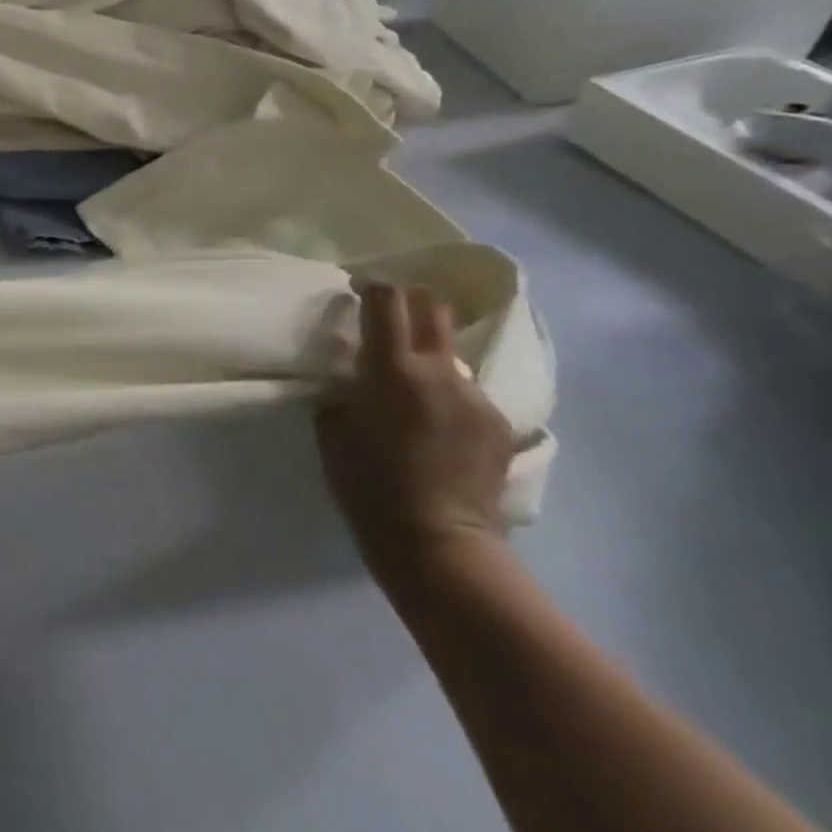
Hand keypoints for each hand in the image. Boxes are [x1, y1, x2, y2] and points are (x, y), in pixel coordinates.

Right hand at [316, 284, 513, 584]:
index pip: (387, 301)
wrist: (438, 544)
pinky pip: (467, 393)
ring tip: (413, 392)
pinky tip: (438, 430)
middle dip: (409, 303)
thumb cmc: (368, 486)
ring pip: (449, 355)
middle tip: (388, 320)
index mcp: (392, 369)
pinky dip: (448, 398)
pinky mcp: (498, 423)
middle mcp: (439, 372)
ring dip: (428, 359)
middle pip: (432, 308)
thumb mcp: (333, 431)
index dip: (372, 287)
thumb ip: (344, 392)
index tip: (358, 290)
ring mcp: (475, 397)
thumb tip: (354, 379)